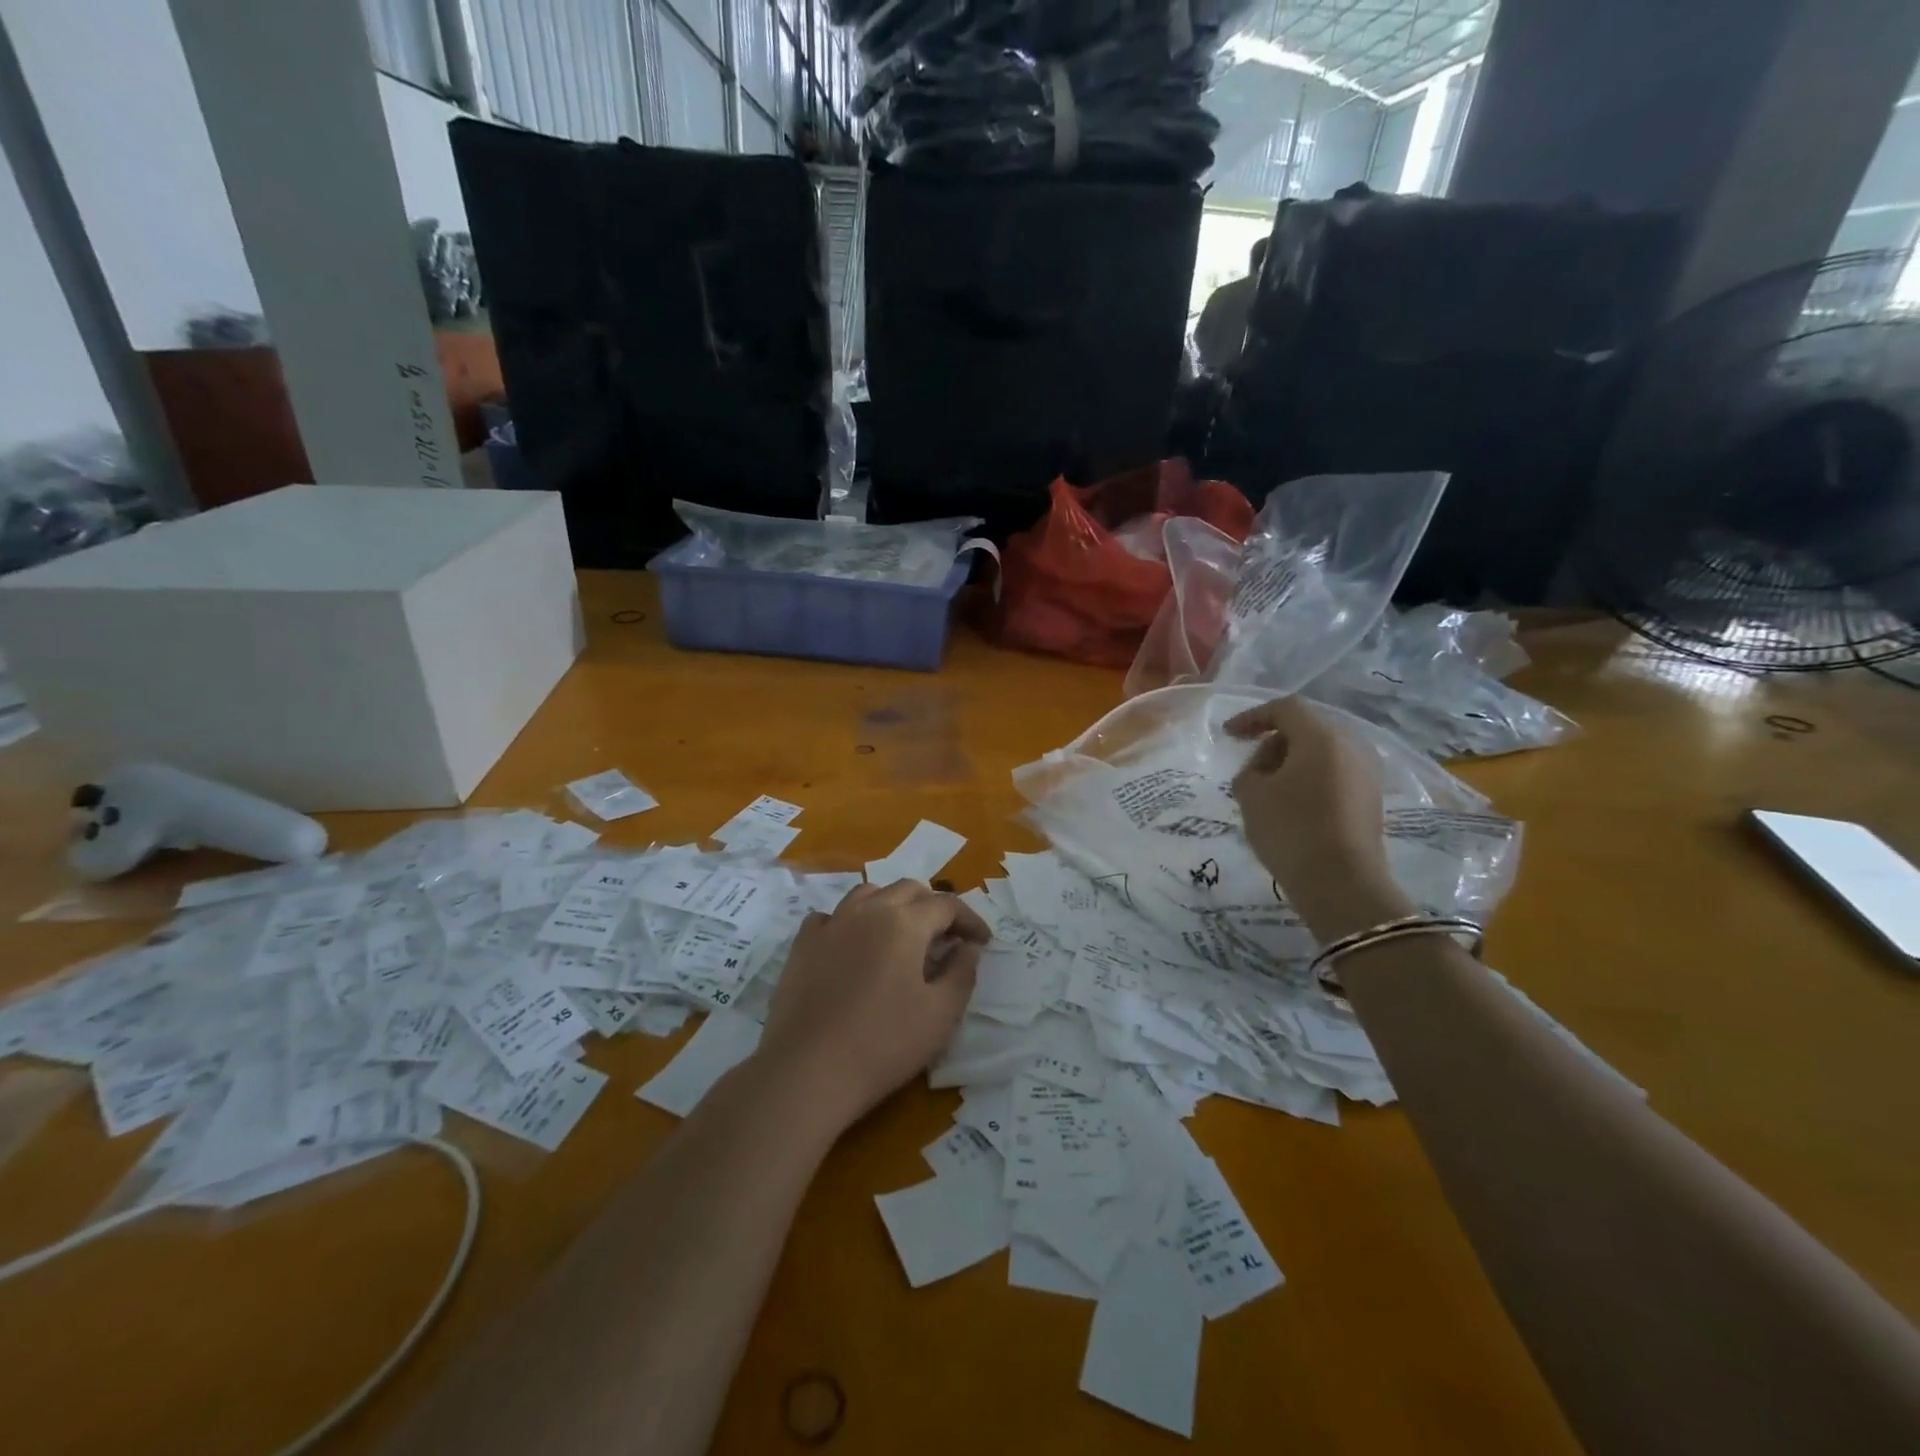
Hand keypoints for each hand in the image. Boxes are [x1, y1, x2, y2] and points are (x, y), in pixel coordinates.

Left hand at [757, 880, 988, 1133]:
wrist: (808, 1070)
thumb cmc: (884, 1043)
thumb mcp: (941, 1014)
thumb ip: (962, 973)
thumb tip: (968, 947)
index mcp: (904, 922)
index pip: (946, 905)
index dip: (969, 920)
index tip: (981, 942)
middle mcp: (867, 910)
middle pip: (908, 889)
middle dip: (933, 906)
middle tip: (946, 937)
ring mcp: (830, 924)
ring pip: (868, 894)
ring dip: (892, 905)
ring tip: (901, 934)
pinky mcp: (802, 945)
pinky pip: (830, 917)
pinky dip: (849, 922)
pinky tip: (852, 945)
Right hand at [1226, 697, 1413, 939]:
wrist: (1341, 884)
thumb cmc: (1291, 830)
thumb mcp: (1251, 794)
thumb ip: (1251, 769)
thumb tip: (1264, 767)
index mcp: (1322, 736)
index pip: (1285, 709)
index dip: (1252, 717)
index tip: (1228, 735)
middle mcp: (1351, 745)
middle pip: (1307, 727)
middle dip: (1274, 740)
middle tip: (1249, 765)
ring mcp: (1366, 772)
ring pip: (1323, 751)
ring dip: (1292, 760)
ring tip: (1267, 786)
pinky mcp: (1371, 797)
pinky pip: (1335, 772)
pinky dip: (1310, 777)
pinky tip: (1291, 802)